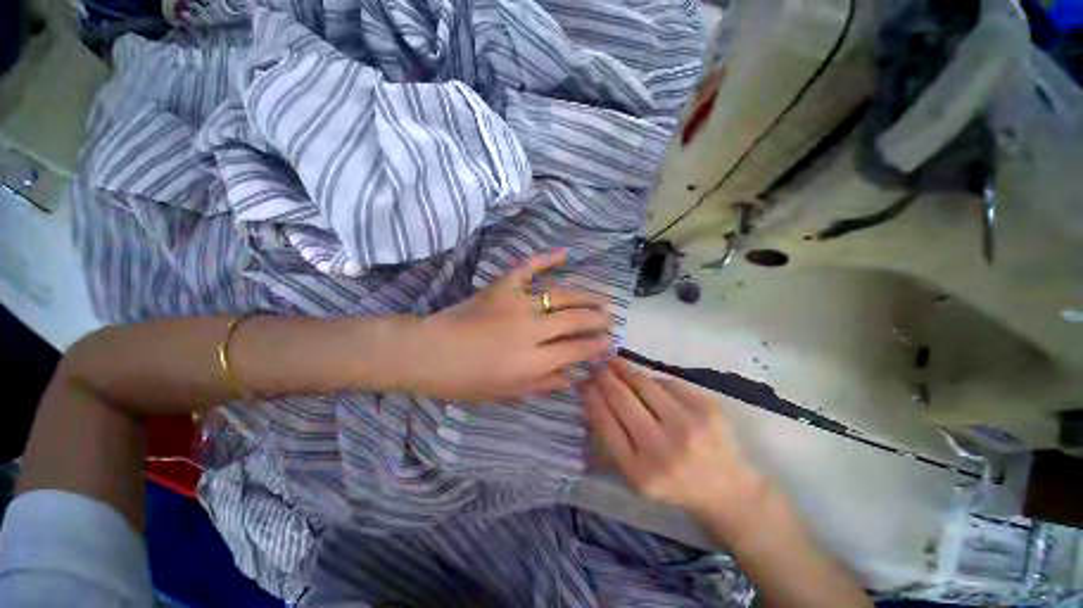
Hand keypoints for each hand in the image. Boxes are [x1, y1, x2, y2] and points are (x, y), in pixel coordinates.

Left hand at [405, 250, 612, 402]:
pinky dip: (547, 258)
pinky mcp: (502, 286)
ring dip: (586, 296)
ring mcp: (517, 303)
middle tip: (610, 318)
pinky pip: (528, 267)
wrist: (430, 352)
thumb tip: (573, 377)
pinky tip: (565, 253)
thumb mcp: (508, 392)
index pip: (577, 350)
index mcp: (533, 361)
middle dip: (598, 319)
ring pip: (561, 295)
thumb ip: (544, 384)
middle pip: (575, 320)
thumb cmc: (467, 380)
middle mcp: (532, 330)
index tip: (609, 343)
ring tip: (602, 297)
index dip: (597, 346)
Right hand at [583, 359, 771, 529]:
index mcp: (640, 472)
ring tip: (614, 362)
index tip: (584, 381)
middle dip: (604, 376)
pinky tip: (645, 380)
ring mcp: (689, 426)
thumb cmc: (673, 483)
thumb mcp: (635, 473)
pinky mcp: (707, 408)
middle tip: (596, 365)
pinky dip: (652, 379)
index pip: (606, 422)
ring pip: (644, 383)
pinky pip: (668, 382)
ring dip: (625, 369)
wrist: (727, 490)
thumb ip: (612, 437)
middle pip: (622, 398)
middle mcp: (664, 449)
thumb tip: (592, 393)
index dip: (592, 396)